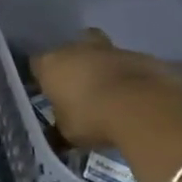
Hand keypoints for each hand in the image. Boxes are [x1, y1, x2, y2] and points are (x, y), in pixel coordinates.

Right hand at [30, 30, 181, 149]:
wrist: (144, 110)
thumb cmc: (92, 118)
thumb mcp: (67, 132)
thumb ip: (60, 126)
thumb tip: (57, 133)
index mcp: (51, 64)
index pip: (37, 64)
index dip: (42, 78)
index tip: (48, 93)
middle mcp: (77, 49)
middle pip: (71, 48)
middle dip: (75, 62)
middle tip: (80, 86)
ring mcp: (112, 49)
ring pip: (103, 53)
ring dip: (104, 68)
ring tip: (111, 94)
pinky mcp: (143, 57)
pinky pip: (131, 65)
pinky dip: (131, 77)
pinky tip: (136, 97)